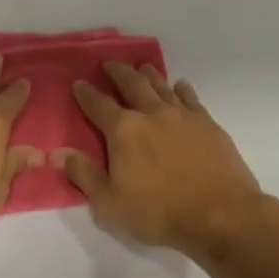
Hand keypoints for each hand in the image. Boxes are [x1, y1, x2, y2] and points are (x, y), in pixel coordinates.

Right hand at [56, 62, 265, 258]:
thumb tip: (57, 152)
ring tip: (142, 67)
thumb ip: (84, 174)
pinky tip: (180, 86)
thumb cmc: (159, 212)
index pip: (98, 105)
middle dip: (118, 73)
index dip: (86, 93)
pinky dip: (181, 89)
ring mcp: (183, 116)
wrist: (221, 214)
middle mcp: (152, 114)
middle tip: (109, 63)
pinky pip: (190, 98)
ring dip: (149, 75)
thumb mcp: (110, 202)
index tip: (78, 83)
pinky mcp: (208, 125)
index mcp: (123, 131)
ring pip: (162, 86)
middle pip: (131, 85)